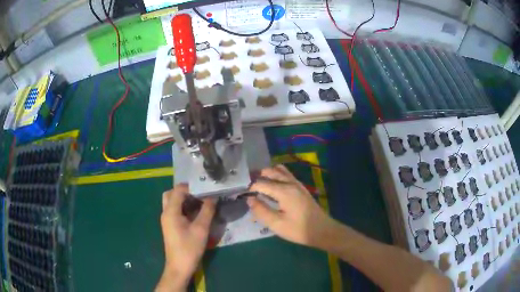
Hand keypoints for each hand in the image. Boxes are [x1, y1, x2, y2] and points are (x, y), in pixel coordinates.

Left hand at [156, 184, 215, 291]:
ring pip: (172, 202)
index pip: (178, 190)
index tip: (205, 188)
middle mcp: (166, 213)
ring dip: (185, 199)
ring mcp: (167, 220)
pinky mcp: (170, 226)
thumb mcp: (201, 229)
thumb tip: (213, 197)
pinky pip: (175, 210)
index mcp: (171, 211)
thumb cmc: (189, 248)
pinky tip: (196, 213)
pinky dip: (184, 207)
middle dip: (186, 191)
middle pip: (172, 194)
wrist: (179, 267)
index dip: (191, 186)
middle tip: (200, 193)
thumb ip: (207, 211)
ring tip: (200, 201)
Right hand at [247, 165, 338, 248]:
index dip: (249, 188)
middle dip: (257, 177)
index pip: (261, 183)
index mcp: (283, 191)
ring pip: (279, 170)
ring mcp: (297, 184)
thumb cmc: (298, 229)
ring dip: (268, 174)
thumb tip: (250, 199)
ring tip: (259, 185)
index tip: (241, 195)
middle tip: (248, 188)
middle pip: (270, 171)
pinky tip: (273, 186)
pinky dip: (277, 175)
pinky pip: (287, 175)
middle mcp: (290, 183)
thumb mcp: (277, 224)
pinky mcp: (301, 188)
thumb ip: (261, 211)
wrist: (322, 230)